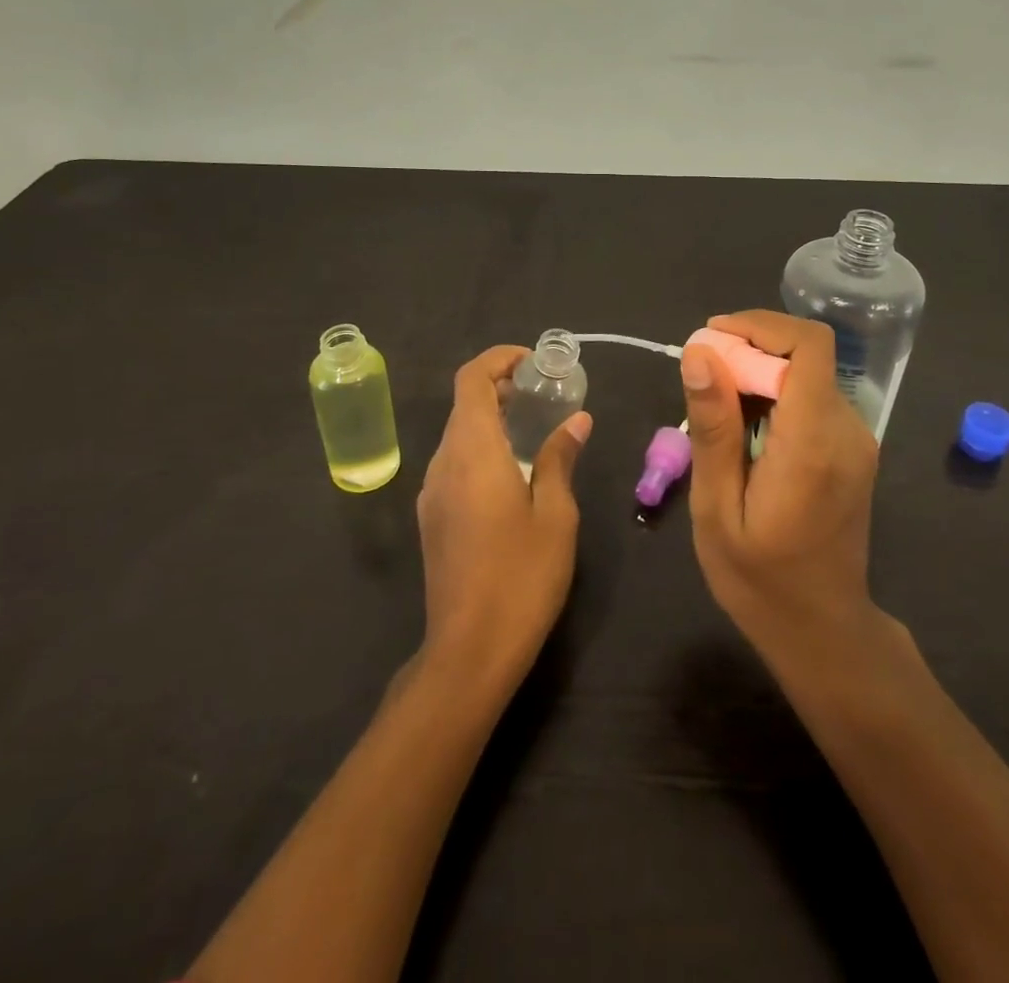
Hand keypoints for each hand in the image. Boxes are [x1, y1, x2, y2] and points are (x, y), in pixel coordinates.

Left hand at [416, 345, 589, 682]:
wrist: (469, 650)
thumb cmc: (521, 577)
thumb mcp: (555, 515)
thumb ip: (559, 459)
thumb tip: (576, 421)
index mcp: (472, 452)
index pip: (471, 379)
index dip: (499, 359)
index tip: (534, 364)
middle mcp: (443, 463)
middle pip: (463, 404)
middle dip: (502, 387)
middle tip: (546, 395)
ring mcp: (432, 491)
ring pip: (458, 434)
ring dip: (492, 419)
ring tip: (537, 430)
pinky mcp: (432, 517)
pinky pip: (455, 463)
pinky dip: (482, 448)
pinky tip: (515, 472)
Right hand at [681, 311, 882, 661]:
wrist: (821, 629)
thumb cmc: (758, 578)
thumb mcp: (716, 507)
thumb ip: (714, 427)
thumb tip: (700, 354)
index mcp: (813, 442)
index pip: (810, 346)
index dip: (762, 325)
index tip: (713, 337)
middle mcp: (847, 430)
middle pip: (805, 356)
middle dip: (750, 350)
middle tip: (701, 379)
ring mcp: (856, 440)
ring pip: (808, 374)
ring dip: (760, 373)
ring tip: (715, 409)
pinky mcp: (852, 449)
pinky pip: (812, 399)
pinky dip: (776, 396)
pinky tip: (744, 431)